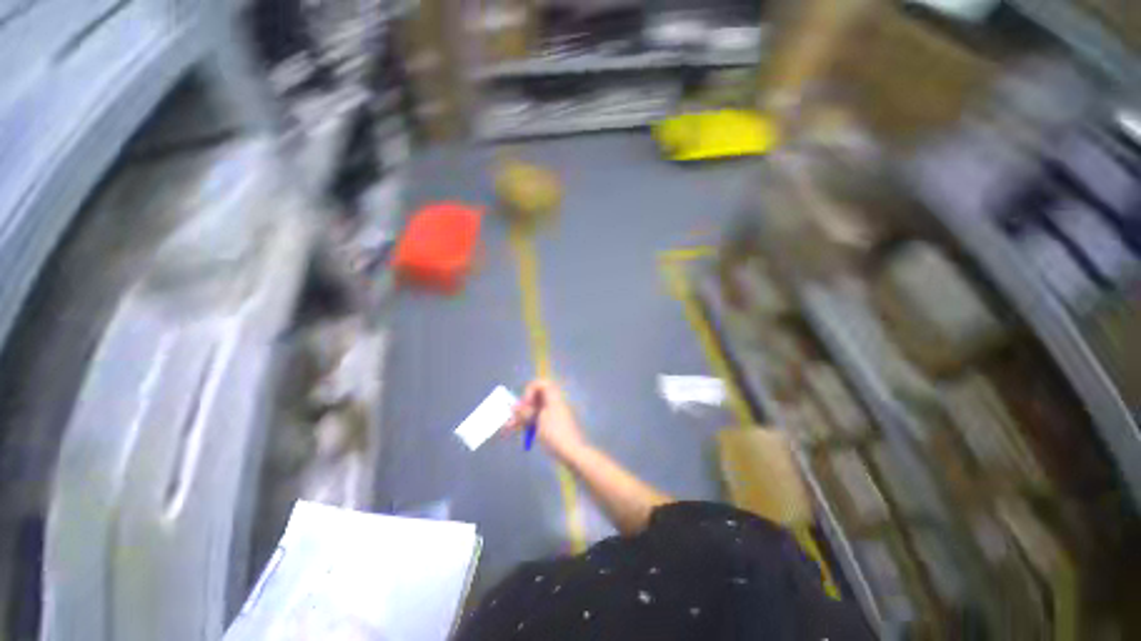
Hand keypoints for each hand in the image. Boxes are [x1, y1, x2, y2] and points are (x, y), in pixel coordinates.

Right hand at [507, 379, 587, 459]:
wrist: (572, 452)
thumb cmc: (555, 434)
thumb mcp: (538, 422)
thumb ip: (525, 413)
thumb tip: (514, 406)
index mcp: (553, 398)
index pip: (540, 384)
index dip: (529, 391)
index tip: (525, 405)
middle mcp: (554, 403)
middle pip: (536, 398)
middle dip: (521, 407)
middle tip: (511, 419)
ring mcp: (555, 414)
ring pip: (535, 411)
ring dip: (522, 417)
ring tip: (508, 428)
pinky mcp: (554, 425)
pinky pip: (539, 419)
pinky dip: (529, 424)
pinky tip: (521, 432)